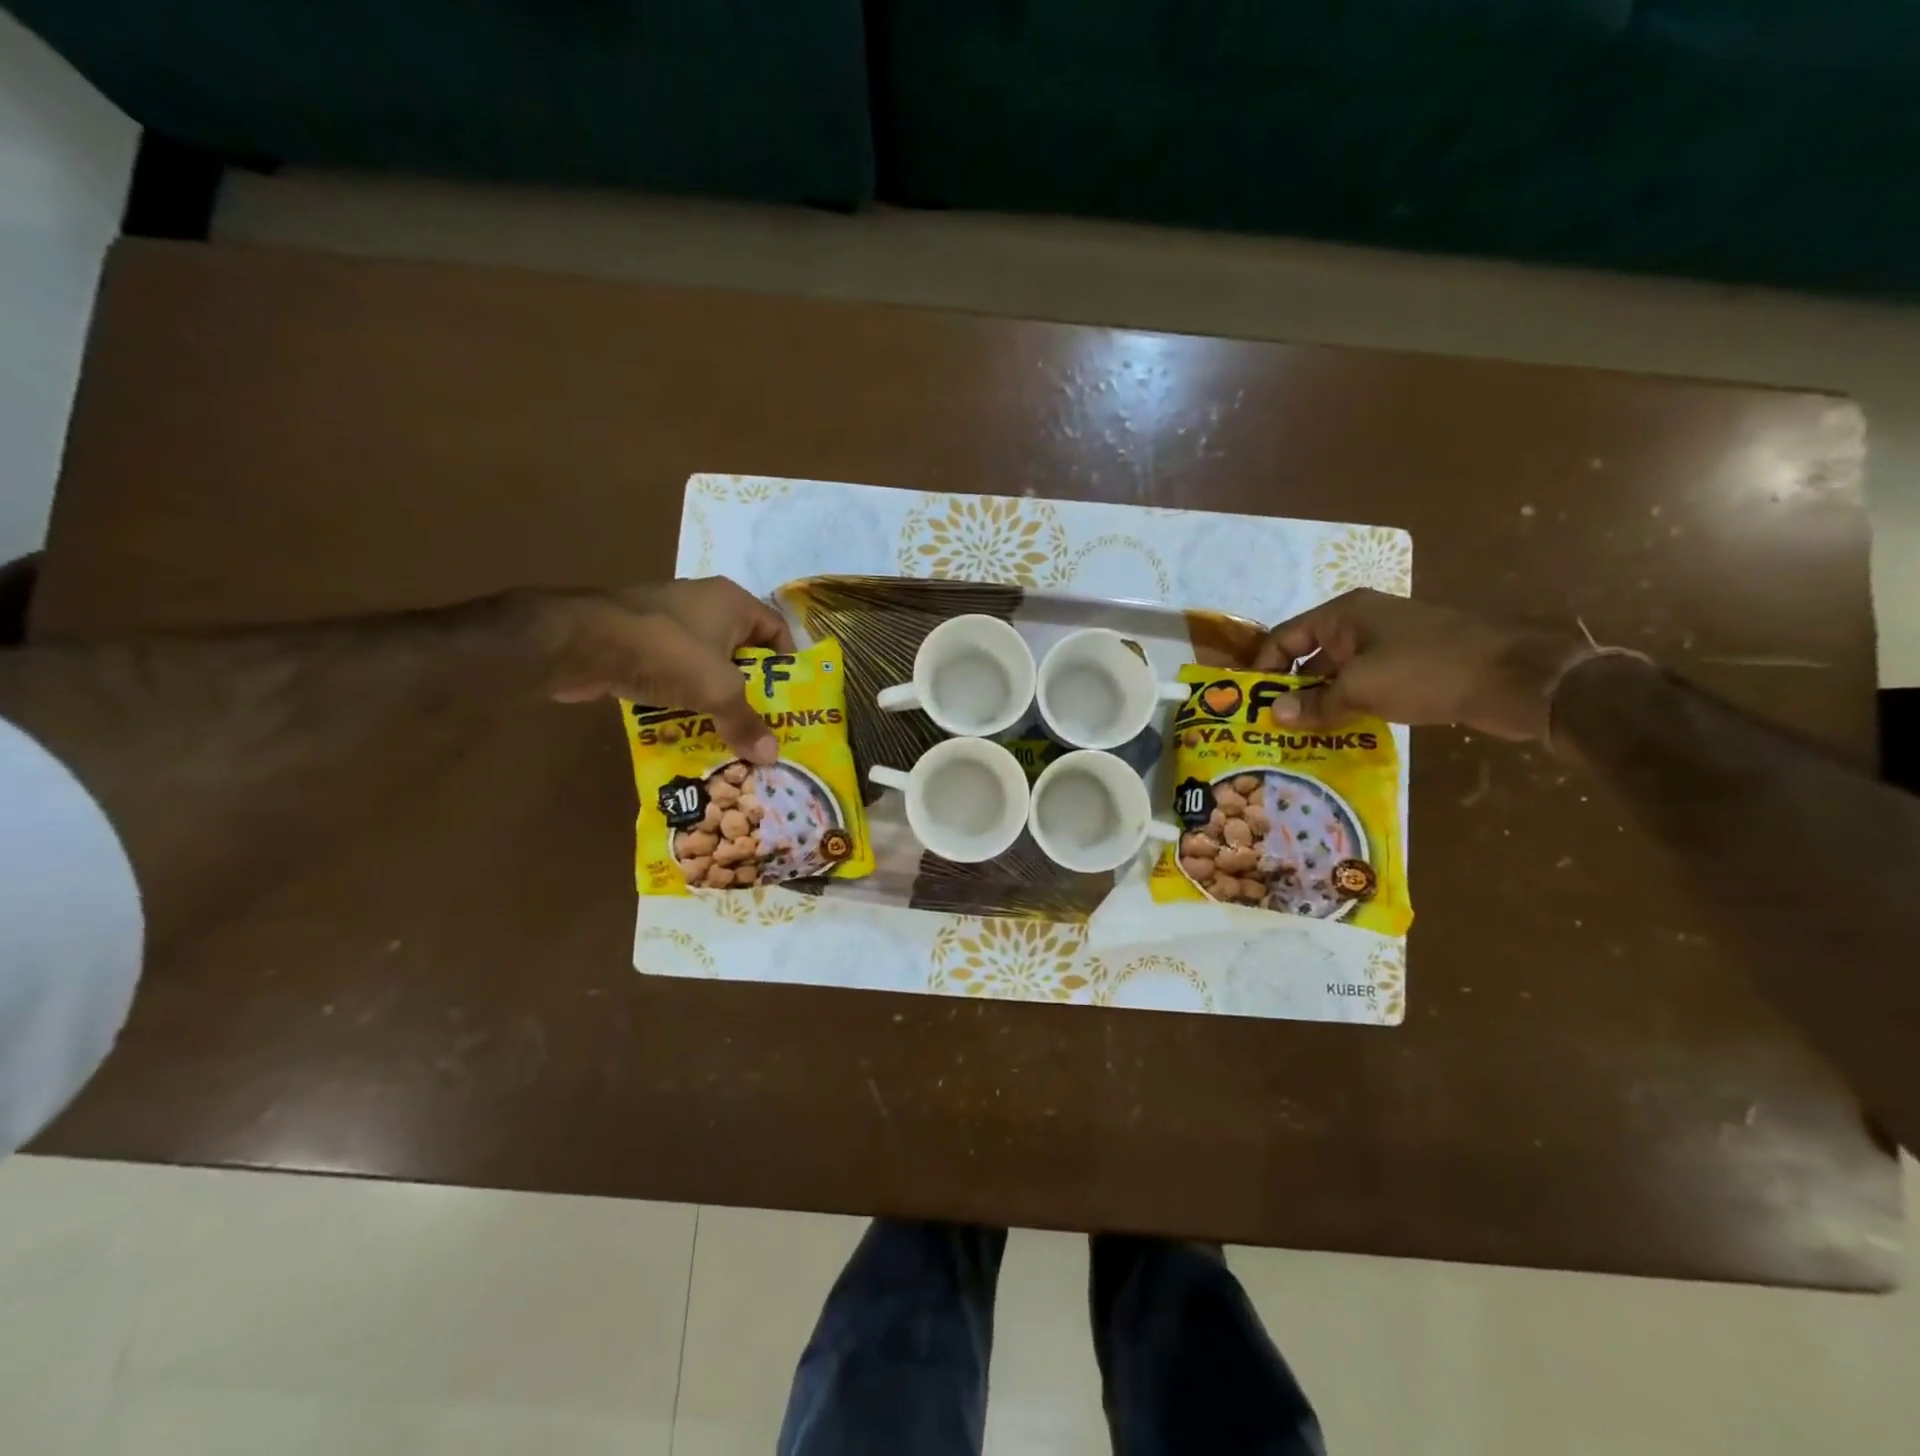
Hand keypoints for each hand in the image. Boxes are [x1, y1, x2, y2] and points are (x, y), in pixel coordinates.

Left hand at [533, 577, 794, 761]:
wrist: (581, 643)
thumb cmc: (667, 652)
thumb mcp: (718, 690)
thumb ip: (746, 722)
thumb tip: (771, 757)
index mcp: (732, 601)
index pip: (775, 629)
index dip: (787, 663)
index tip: (787, 699)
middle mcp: (703, 604)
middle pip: (741, 650)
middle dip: (750, 689)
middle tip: (760, 724)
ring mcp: (666, 620)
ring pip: (705, 664)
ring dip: (714, 696)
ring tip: (725, 731)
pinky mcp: (636, 640)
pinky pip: (672, 671)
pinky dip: (681, 696)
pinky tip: (684, 725)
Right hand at [1252, 589, 1590, 740]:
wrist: (1515, 678)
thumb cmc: (1427, 670)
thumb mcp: (1362, 687)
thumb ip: (1315, 703)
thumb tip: (1275, 716)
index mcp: (1344, 614)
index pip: (1285, 638)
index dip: (1263, 668)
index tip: (1249, 704)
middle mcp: (1361, 624)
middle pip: (1308, 657)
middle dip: (1290, 690)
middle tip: (1270, 727)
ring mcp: (1387, 646)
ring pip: (1337, 675)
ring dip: (1319, 703)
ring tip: (1298, 738)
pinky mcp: (1409, 668)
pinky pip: (1364, 686)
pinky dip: (1348, 707)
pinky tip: (1338, 735)